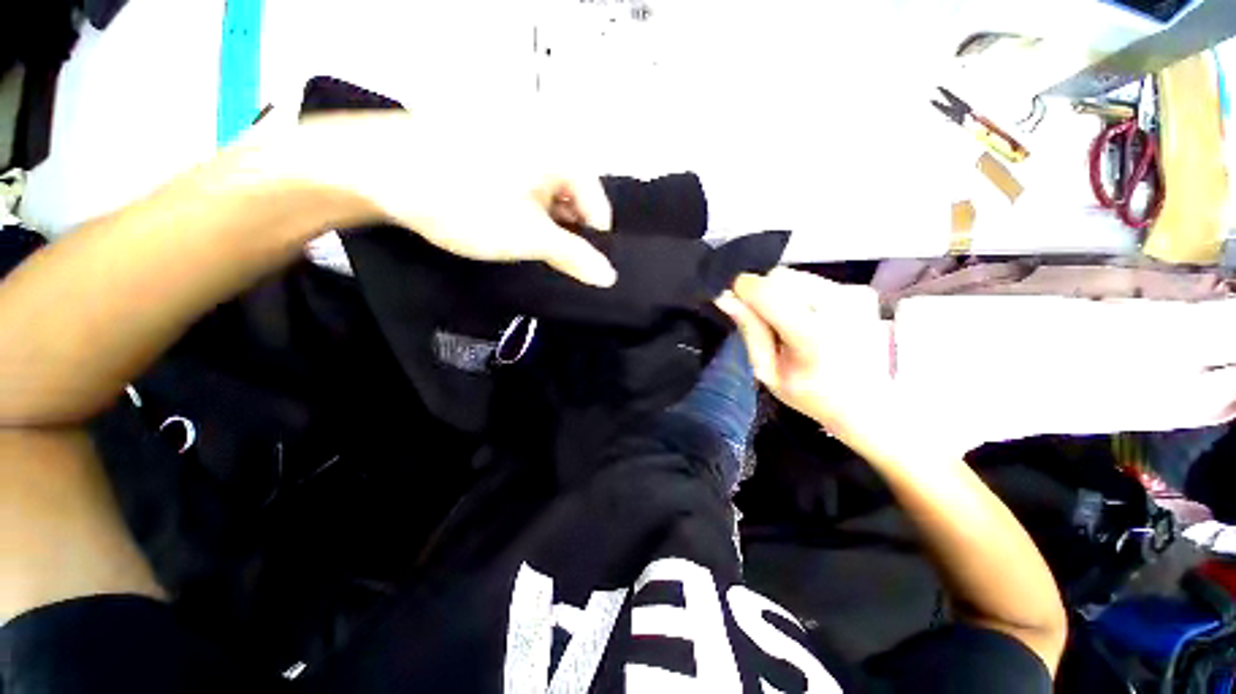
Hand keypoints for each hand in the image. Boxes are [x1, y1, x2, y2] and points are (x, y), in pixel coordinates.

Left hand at [259, 111, 617, 286]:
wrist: (379, 168)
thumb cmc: (466, 202)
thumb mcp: (529, 237)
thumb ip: (575, 257)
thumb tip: (609, 276)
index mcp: (564, 155)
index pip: (599, 208)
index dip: (590, 241)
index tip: (574, 264)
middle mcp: (546, 139)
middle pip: (574, 198)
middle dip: (564, 229)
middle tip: (542, 252)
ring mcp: (515, 138)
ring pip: (546, 191)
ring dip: (541, 218)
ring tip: (517, 236)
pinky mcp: (489, 144)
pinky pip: (522, 180)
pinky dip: (520, 203)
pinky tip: (498, 215)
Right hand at [715, 269, 893, 446]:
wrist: (870, 403)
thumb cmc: (812, 396)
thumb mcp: (768, 372)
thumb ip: (749, 331)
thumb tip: (725, 297)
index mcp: (812, 334)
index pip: (765, 290)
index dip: (742, 291)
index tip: (733, 303)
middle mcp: (837, 305)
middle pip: (779, 276)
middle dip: (762, 294)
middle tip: (766, 324)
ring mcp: (853, 295)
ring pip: (794, 275)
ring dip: (781, 293)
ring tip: (789, 324)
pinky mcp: (860, 291)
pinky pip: (812, 280)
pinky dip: (800, 295)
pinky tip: (809, 320)